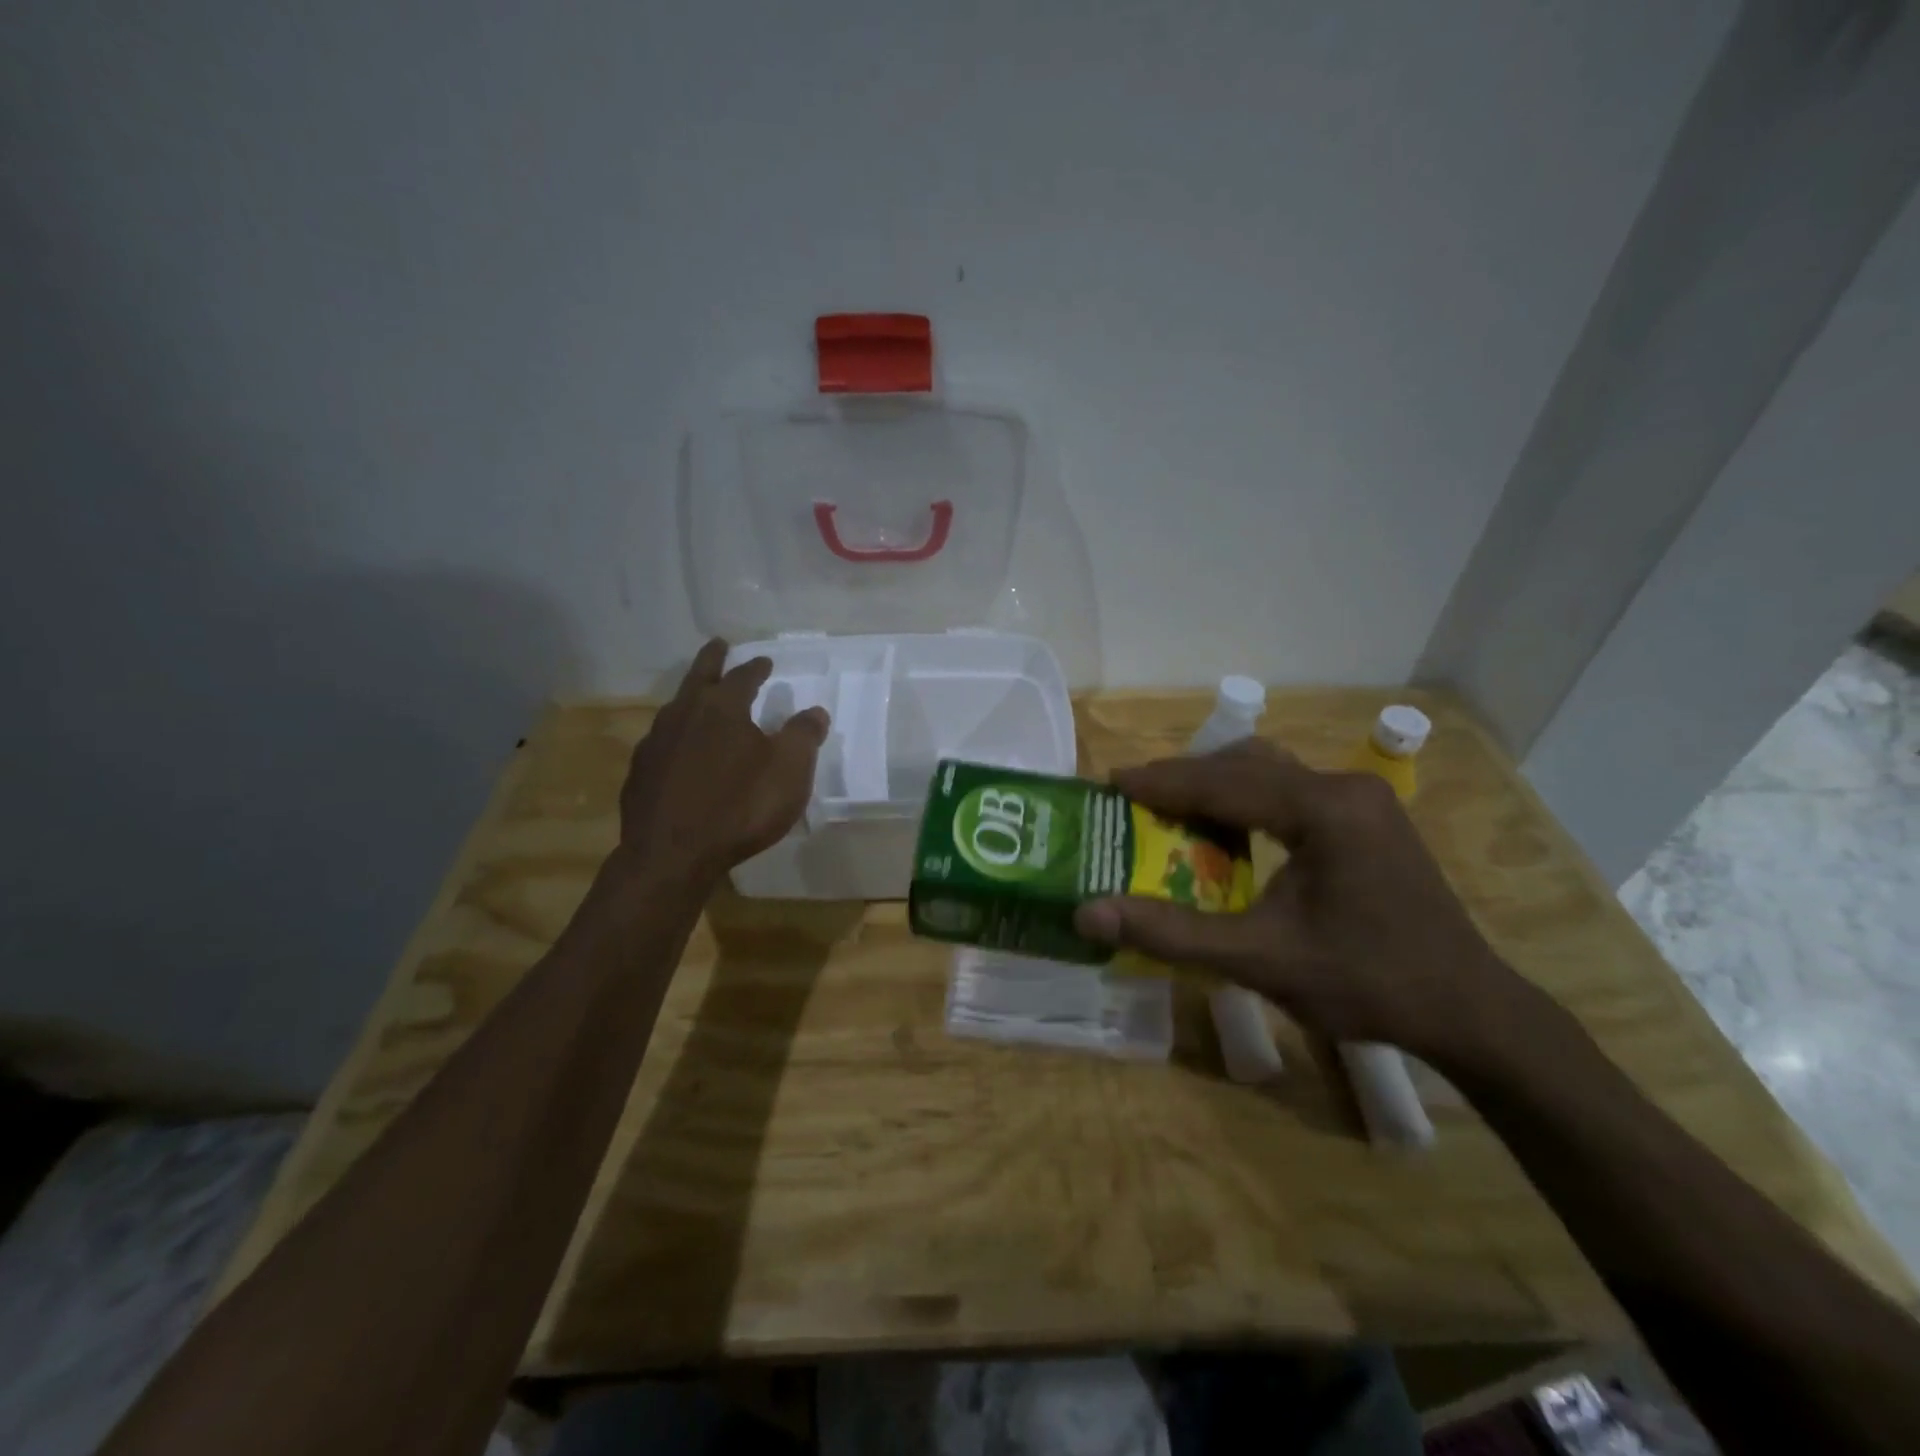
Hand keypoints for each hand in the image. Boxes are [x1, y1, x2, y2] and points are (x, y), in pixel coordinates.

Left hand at [616, 639, 829, 884]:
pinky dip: (677, 737)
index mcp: (722, 707)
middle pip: (698, 676)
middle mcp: (683, 715)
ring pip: (675, 708)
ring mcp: (655, 743)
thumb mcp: (789, 771)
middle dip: (712, 659)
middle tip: (719, 645)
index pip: (742, 676)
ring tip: (700, 699)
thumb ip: (804, 736)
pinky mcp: (640, 773)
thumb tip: (815, 711)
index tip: (765, 662)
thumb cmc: (740, 806)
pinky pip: (662, 743)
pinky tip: (681, 752)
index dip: (756, 668)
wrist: (672, 855)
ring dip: (691, 698)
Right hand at [1073, 739, 1542, 1070]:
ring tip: (1173, 810)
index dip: (1161, 781)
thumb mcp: (1259, 959)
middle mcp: (1345, 788)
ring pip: (1270, 773)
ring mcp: (1363, 800)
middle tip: (1136, 799)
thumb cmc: (1365, 983)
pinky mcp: (1369, 818)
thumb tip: (1088, 914)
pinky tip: (1230, 831)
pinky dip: (1249, 802)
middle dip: (1186, 778)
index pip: (1224, 782)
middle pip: (1246, 765)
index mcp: (1323, 809)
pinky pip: (1293, 792)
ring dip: (1218, 786)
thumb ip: (1170, 932)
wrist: (1469, 1010)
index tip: (1110, 781)